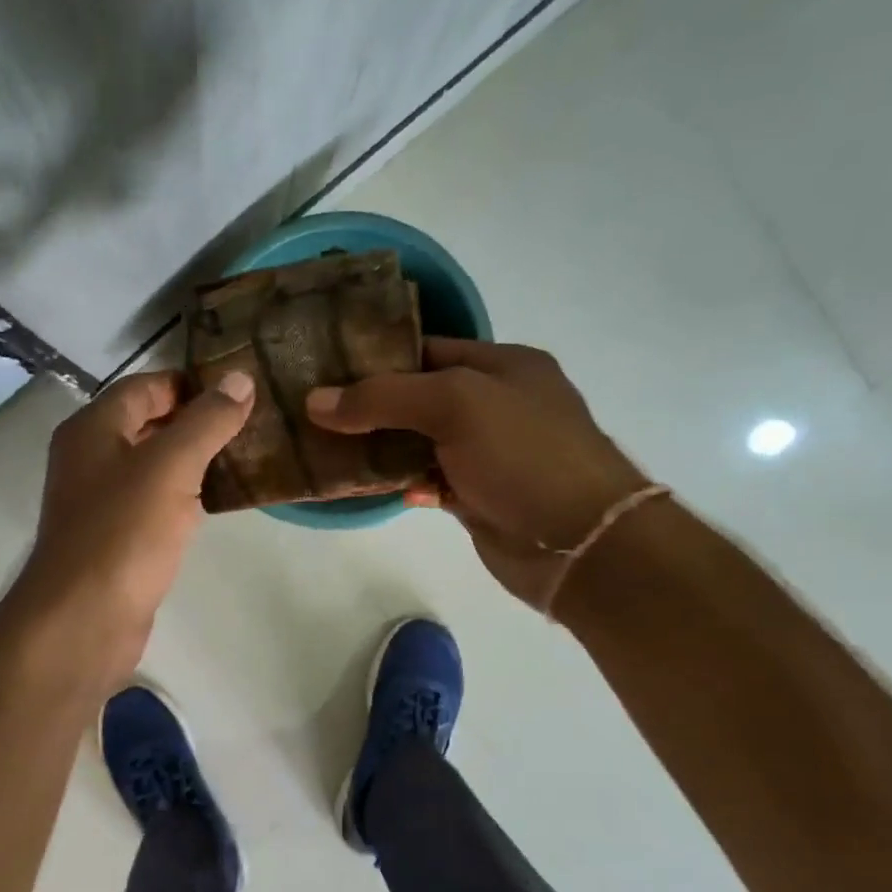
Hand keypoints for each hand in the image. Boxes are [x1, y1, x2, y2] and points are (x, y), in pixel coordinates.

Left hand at [7, 369, 255, 689]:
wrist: (84, 618)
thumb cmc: (124, 533)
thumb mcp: (170, 466)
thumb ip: (206, 421)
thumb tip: (240, 378)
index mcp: (92, 428)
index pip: (146, 387)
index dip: (192, 383)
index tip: (242, 389)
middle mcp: (90, 459)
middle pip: (148, 424)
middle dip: (198, 421)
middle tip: (253, 422)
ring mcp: (100, 502)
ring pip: (153, 467)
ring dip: (194, 461)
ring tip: (247, 456)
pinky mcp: (116, 539)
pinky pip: (154, 504)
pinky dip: (184, 497)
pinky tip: (218, 502)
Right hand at [307, 338, 648, 607]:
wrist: (577, 543)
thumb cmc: (524, 456)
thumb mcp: (455, 405)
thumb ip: (384, 398)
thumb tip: (314, 401)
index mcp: (502, 366)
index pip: (427, 348)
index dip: (376, 356)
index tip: (325, 368)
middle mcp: (495, 405)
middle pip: (418, 397)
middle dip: (369, 405)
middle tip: (313, 411)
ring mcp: (486, 454)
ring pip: (419, 443)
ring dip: (380, 448)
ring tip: (326, 448)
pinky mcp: (477, 497)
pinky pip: (428, 481)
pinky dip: (401, 483)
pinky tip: (371, 488)